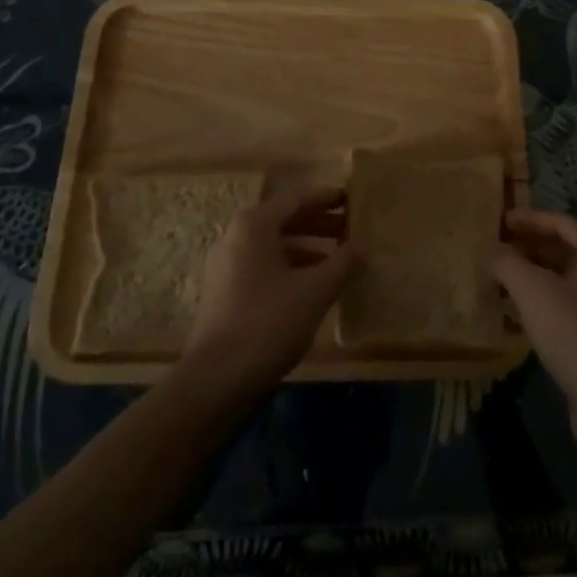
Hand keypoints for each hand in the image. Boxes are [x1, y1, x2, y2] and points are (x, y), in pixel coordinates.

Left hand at [181, 182, 356, 397]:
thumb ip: (343, 262)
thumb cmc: (269, 322)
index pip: (298, 198)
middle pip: (285, 219)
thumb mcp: (315, 290)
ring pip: (275, 244)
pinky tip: (314, 285)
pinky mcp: (225, 290)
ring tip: (340, 258)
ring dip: (308, 247)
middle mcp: (236, 235)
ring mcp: (227, 263)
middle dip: (320, 223)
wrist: (216, 379)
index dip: (328, 198)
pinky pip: (264, 265)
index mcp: (255, 224)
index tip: (354, 199)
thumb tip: (361, 246)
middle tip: (352, 229)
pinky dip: (291, 266)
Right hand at [493, 208, 576, 441]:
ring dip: (534, 276)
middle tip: (496, 251)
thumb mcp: (532, 290)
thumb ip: (507, 262)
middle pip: (565, 248)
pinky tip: (520, 313)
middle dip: (529, 247)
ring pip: (566, 279)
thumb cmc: (575, 333)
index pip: (560, 222)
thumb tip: (493, 253)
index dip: (527, 219)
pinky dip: (545, 301)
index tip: (498, 223)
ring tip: (501, 280)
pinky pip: (570, 305)